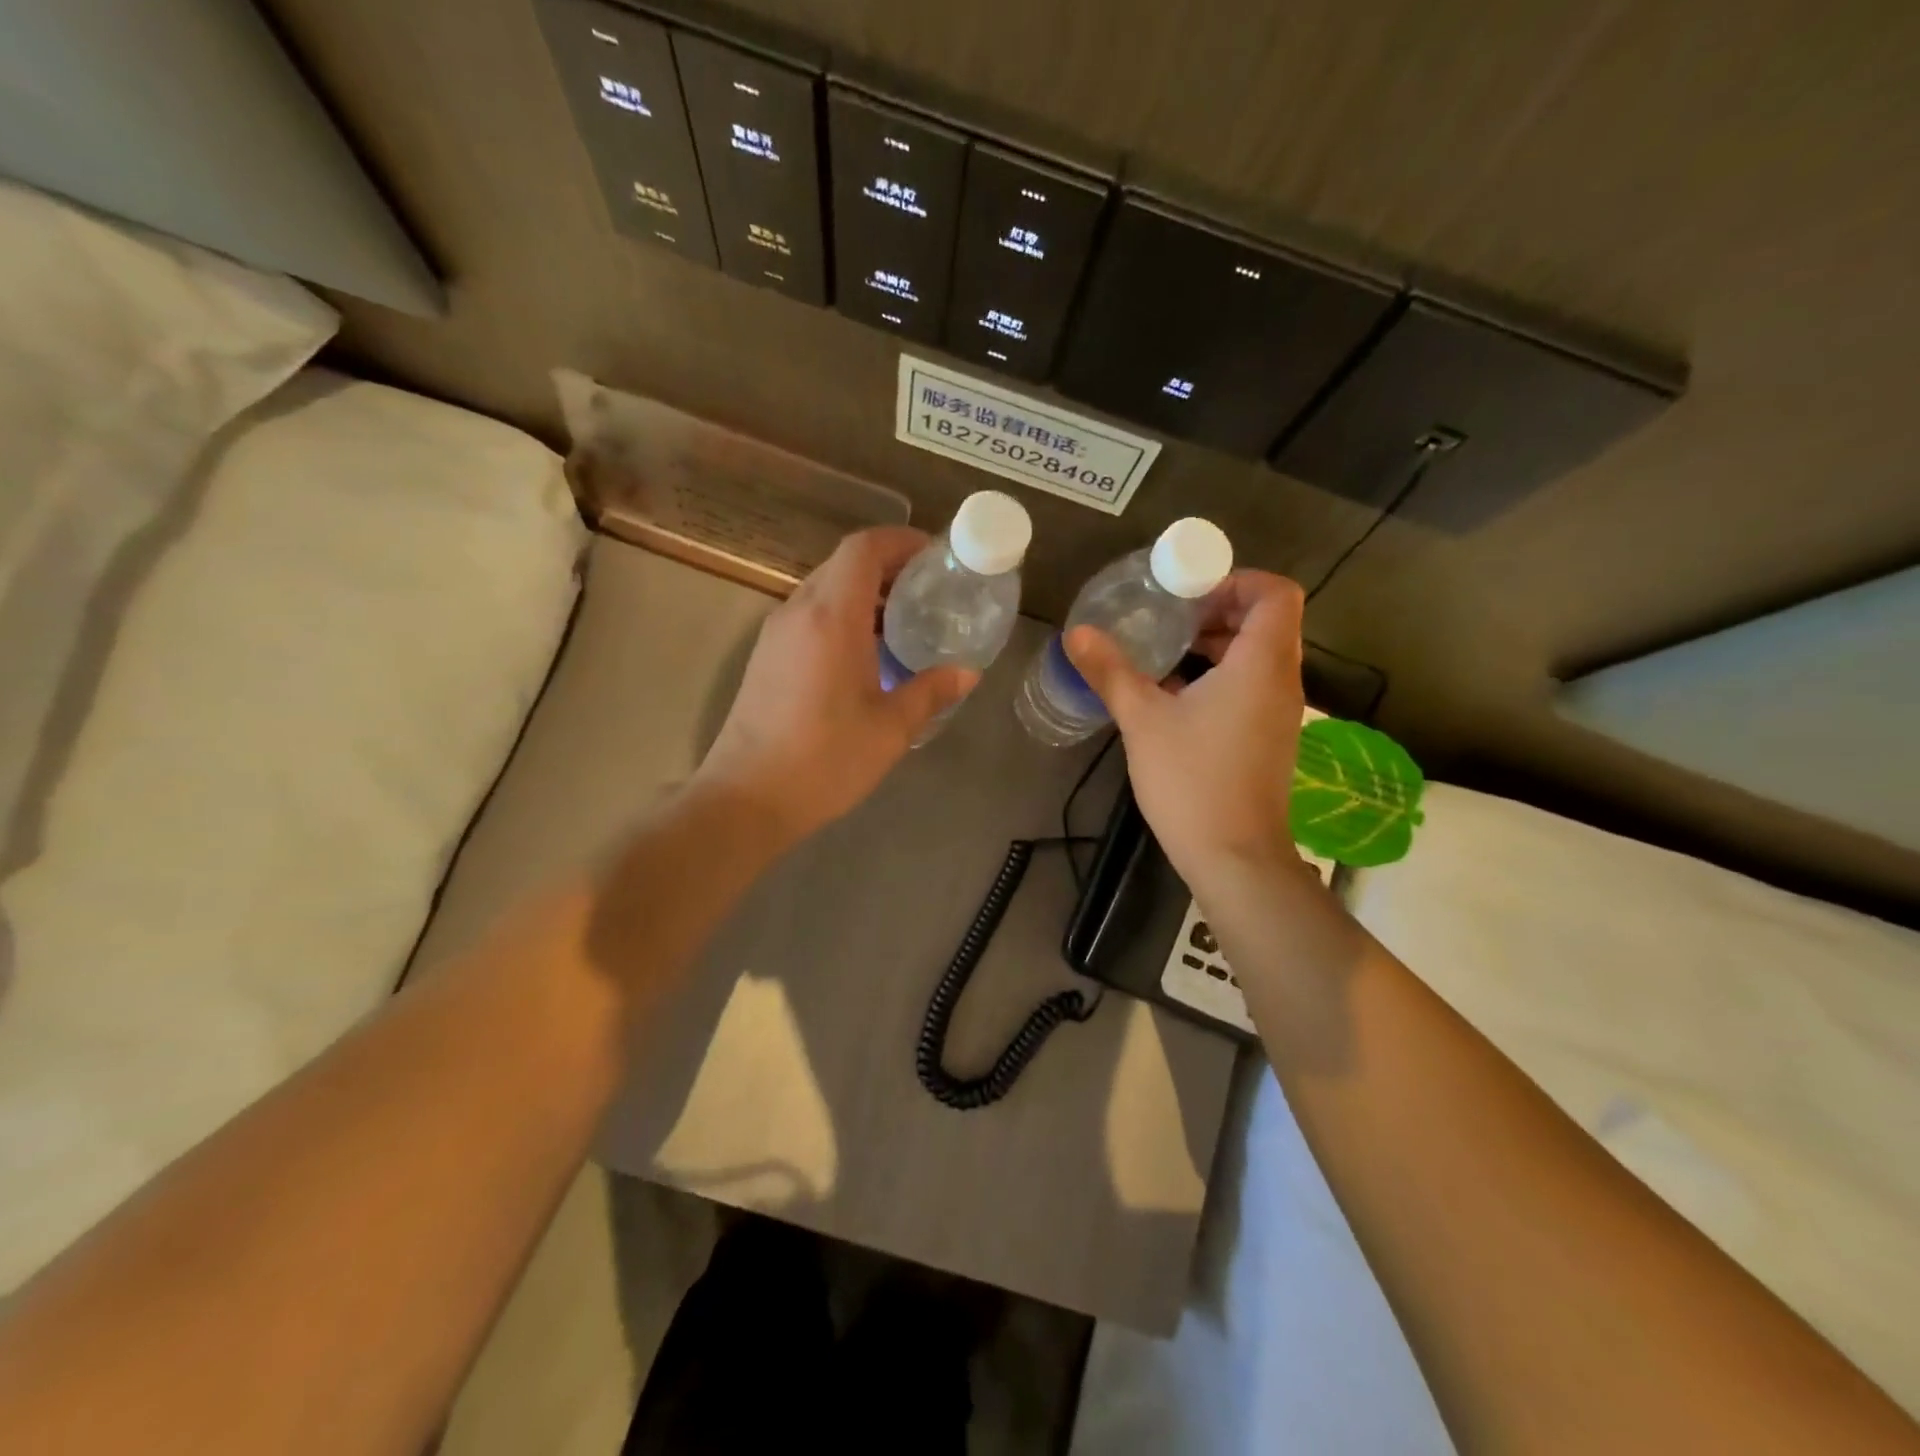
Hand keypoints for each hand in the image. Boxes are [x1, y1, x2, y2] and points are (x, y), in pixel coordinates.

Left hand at [698, 527, 976, 843]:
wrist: (746, 798)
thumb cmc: (825, 760)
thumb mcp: (890, 728)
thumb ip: (931, 691)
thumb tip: (967, 673)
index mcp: (831, 617)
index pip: (864, 548)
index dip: (901, 541)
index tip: (934, 556)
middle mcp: (798, 612)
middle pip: (843, 564)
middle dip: (888, 567)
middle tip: (928, 592)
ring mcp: (776, 633)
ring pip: (824, 589)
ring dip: (864, 593)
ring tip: (904, 623)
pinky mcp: (766, 657)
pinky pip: (809, 616)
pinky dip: (842, 616)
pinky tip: (866, 654)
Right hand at [1065, 571, 1307, 881]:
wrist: (1235, 858)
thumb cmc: (1192, 781)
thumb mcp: (1143, 720)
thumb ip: (1111, 671)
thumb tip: (1076, 633)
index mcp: (1261, 665)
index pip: (1275, 593)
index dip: (1236, 581)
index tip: (1189, 594)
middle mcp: (1282, 681)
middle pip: (1268, 621)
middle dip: (1219, 610)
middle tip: (1169, 617)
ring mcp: (1281, 713)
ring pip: (1260, 655)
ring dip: (1218, 644)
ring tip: (1167, 653)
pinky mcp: (1270, 738)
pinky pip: (1254, 685)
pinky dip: (1223, 675)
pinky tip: (1176, 695)